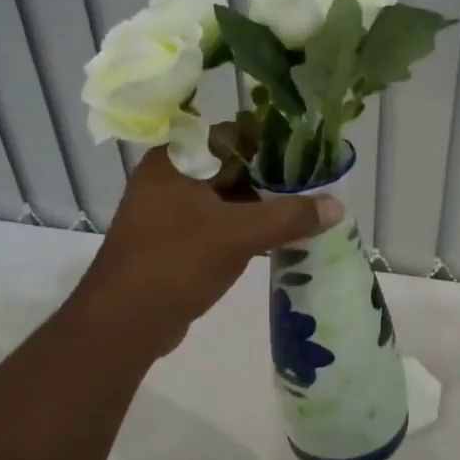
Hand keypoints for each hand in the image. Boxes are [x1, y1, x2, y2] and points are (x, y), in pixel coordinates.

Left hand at [78, 143, 341, 357]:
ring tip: (303, 217)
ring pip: (226, 198)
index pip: (233, 135)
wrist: (122, 324)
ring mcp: (170, 210)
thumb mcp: (238, 235)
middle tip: (313, 190)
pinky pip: (217, 223)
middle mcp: (170, 177)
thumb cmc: (176, 263)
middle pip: (231, 166)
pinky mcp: (174, 240)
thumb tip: (338, 206)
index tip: (309, 158)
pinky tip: (277, 242)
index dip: (272, 144)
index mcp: (176, 160)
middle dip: (272, 180)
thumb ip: (289, 217)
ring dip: (261, 208)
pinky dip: (244, 229)